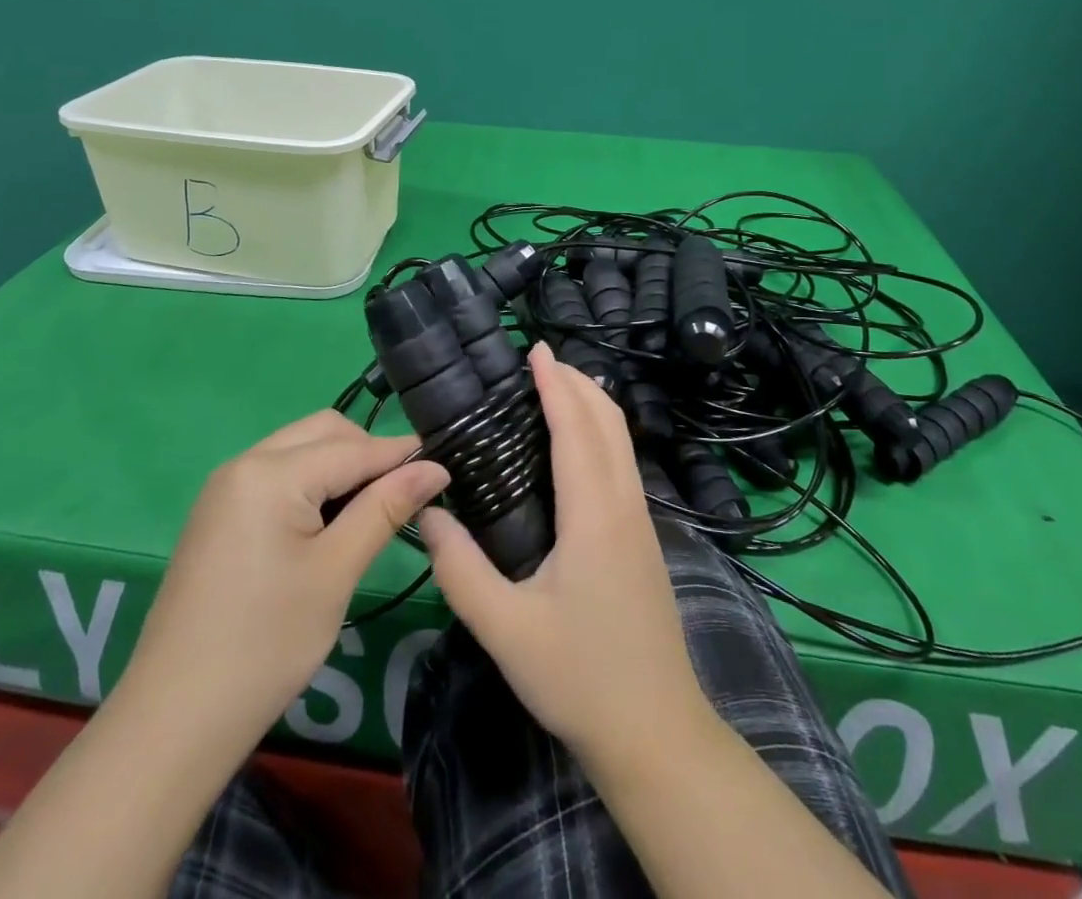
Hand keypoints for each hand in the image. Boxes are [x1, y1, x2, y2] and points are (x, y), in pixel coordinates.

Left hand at [122, 410, 447, 748]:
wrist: (173, 722)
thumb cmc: (265, 645)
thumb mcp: (336, 572)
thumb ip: (385, 508)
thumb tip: (435, 467)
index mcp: (270, 472)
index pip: (354, 448)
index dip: (402, 455)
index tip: (446, 465)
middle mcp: (244, 464)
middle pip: (324, 433)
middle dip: (368, 453)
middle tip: (405, 495)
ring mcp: (226, 489)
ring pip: (301, 450)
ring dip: (340, 468)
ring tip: (373, 510)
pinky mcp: (219, 515)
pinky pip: (278, 475)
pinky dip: (312, 485)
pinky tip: (330, 523)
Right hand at [418, 344, 707, 766]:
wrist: (657, 732)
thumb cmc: (580, 678)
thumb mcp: (506, 630)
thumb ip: (460, 570)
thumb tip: (424, 514)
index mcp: (594, 515)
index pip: (576, 428)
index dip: (557, 384)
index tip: (536, 349)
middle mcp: (625, 505)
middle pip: (609, 422)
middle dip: (578, 382)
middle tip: (539, 361)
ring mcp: (642, 521)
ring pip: (622, 440)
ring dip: (592, 405)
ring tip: (554, 389)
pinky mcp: (644, 539)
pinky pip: (623, 462)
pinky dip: (600, 433)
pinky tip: (574, 447)